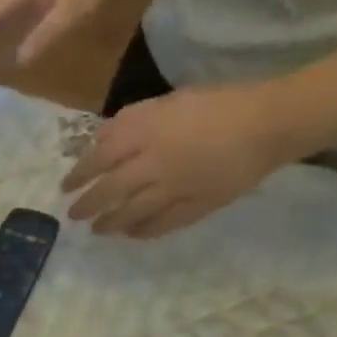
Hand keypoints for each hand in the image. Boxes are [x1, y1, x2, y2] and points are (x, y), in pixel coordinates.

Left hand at [62, 81, 298, 237]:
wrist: (270, 122)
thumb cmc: (218, 103)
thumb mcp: (168, 102)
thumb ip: (130, 122)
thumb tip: (99, 143)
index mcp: (146, 132)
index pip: (99, 158)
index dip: (79, 175)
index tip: (66, 187)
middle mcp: (153, 163)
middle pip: (109, 191)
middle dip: (87, 205)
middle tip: (74, 215)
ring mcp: (174, 188)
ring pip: (131, 213)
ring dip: (110, 223)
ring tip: (98, 229)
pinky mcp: (195, 206)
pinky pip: (162, 225)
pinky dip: (142, 231)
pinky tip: (132, 234)